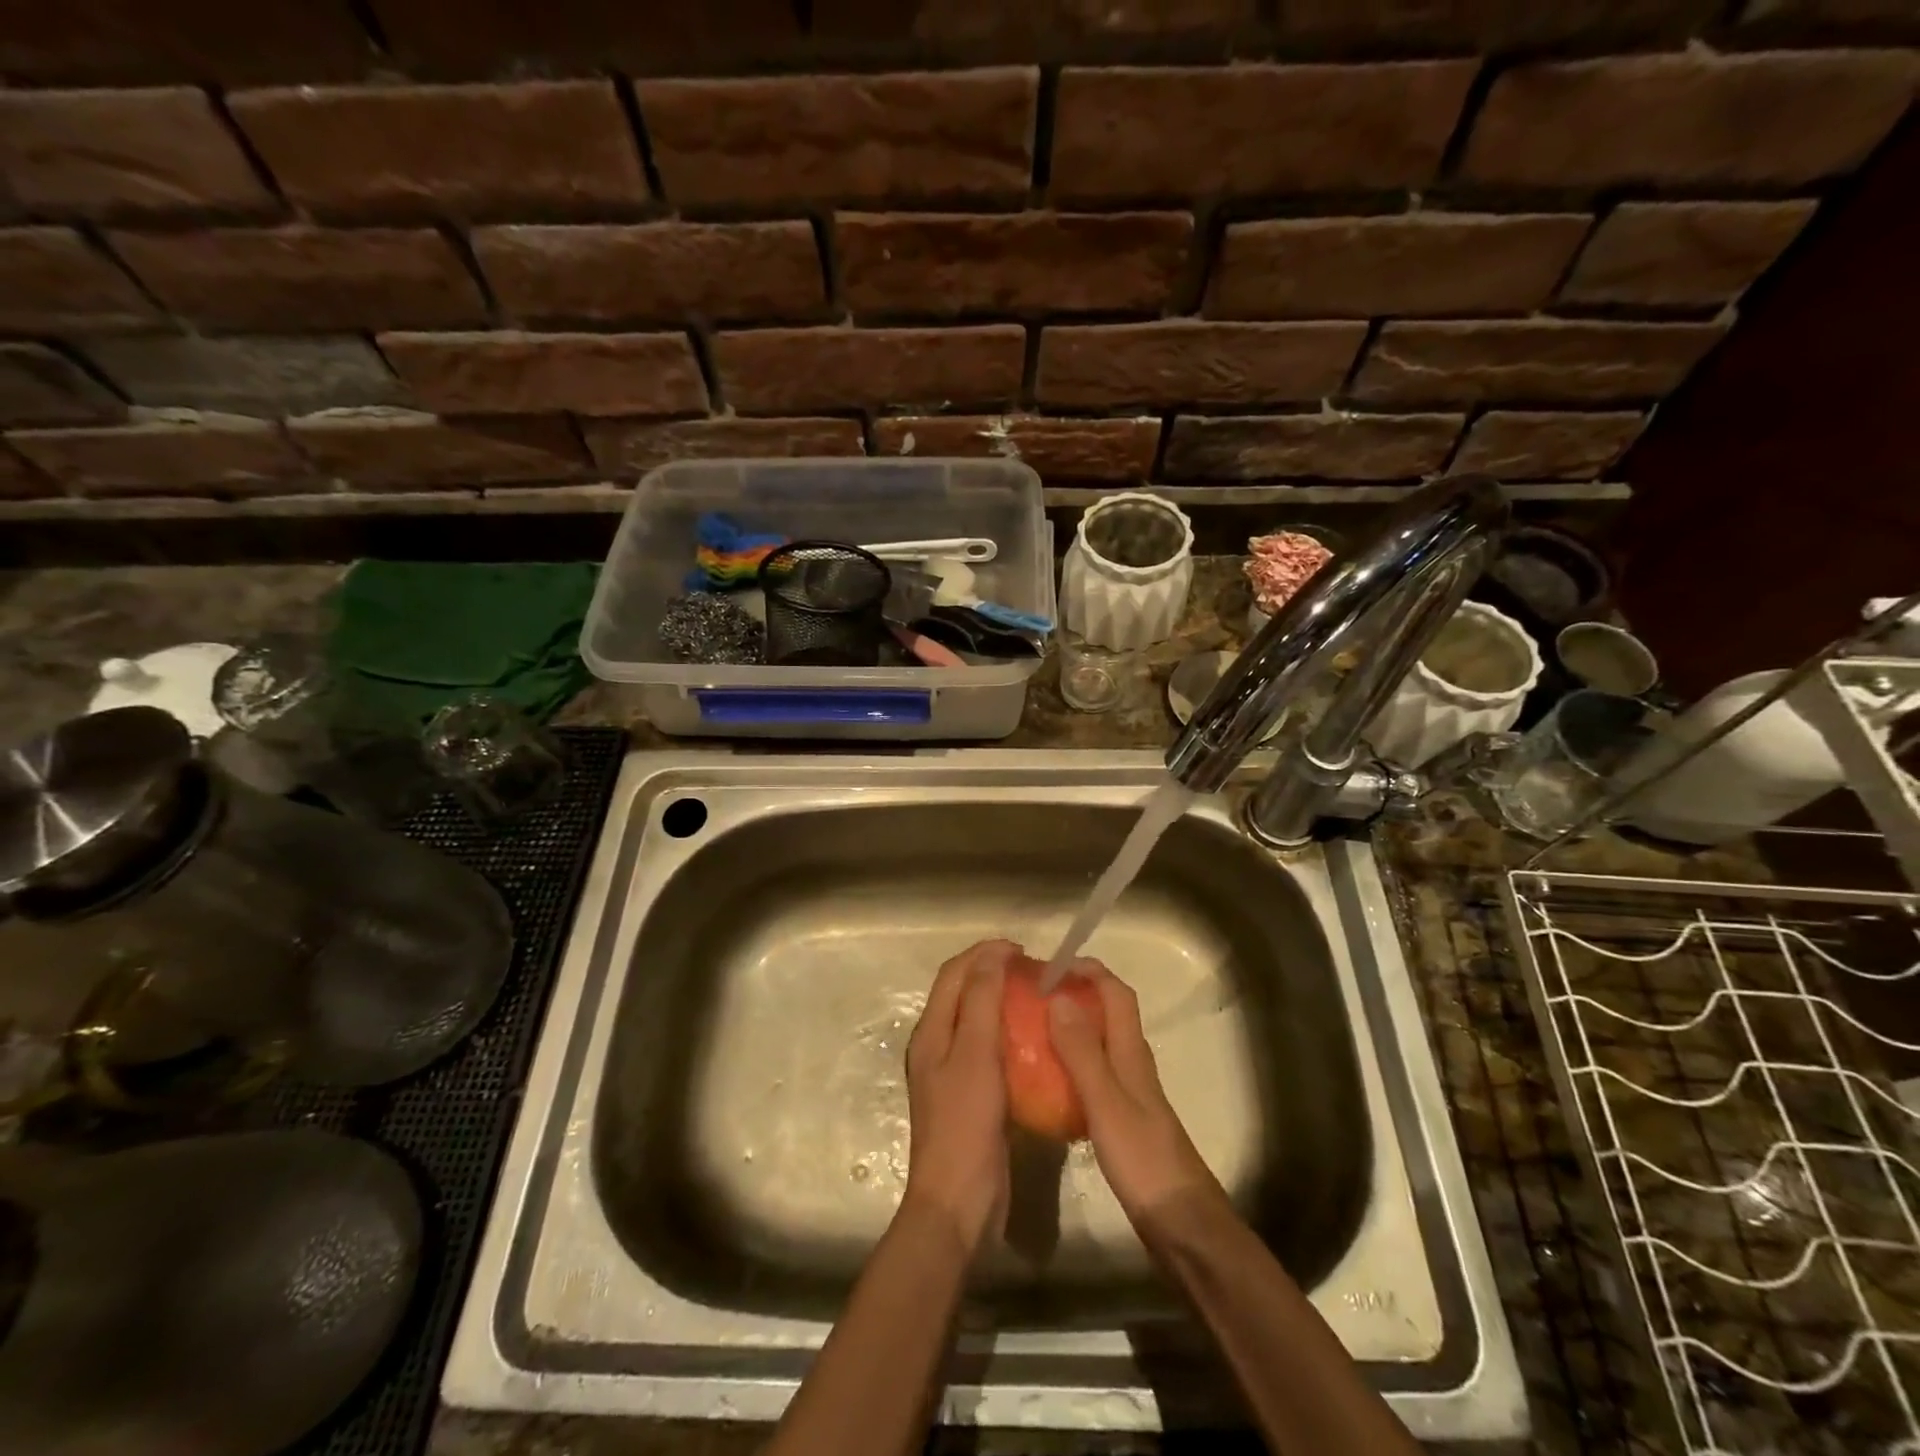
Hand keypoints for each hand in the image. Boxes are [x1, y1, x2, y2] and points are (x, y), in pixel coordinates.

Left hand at [903, 939, 1012, 1254]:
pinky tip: (1037, 1042)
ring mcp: (954, 1073)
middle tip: (1034, 972)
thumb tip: (991, 954)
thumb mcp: (974, 1055)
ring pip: (978, 1021)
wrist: (959, 1203)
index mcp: (931, 1031)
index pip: (954, 974)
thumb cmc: (965, 1123)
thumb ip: (981, 1001)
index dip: (984, 954)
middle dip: (994, 974)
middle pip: (964, 994)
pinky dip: (1011, 1035)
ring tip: (1038, 999)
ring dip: (1004, 1002)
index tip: (1022, 950)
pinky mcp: (973, 1096)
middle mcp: (938, 1046)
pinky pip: (991, 1050)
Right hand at [1047, 960, 1225, 1225]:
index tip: (1051, 966)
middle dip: (1075, 995)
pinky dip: (1072, 1065)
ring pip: (1100, 1044)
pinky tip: (1047, 1082)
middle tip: (1033, 998)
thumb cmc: (1143, 1158)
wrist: (1181, 1223)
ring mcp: (1130, 1092)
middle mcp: (1133, 1063)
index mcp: (1132, 1052)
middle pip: (1108, 1013)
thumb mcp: (1106, 1101)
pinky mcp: (1123, 1119)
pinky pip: (1094, 1075)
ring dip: (1072, 1029)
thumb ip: (1082, 1051)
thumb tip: (1059, 996)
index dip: (1089, 971)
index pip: (1116, 993)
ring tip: (1032, 1032)